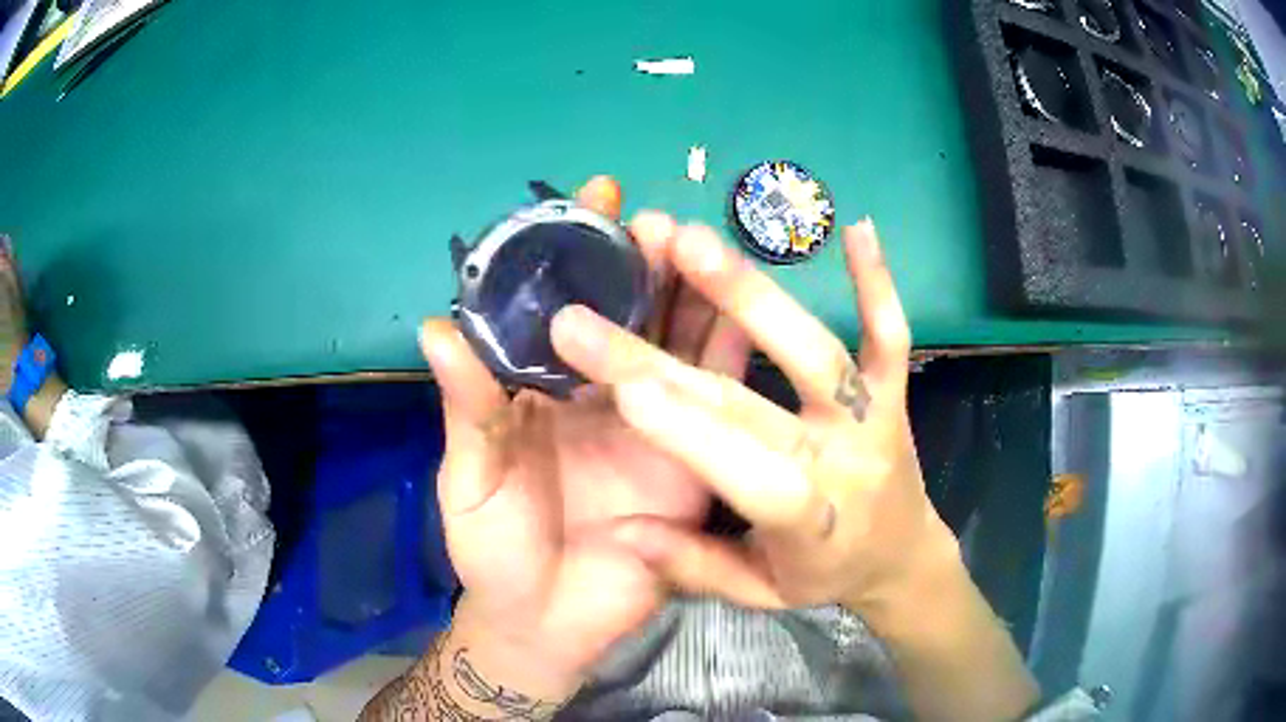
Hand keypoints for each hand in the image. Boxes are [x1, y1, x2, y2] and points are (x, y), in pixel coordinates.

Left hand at [418, 178, 751, 694]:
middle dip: (647, 262)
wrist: (546, 623)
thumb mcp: (469, 478)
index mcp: (546, 388)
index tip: (596, 197)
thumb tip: (436, 326)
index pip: (566, 303)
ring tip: (701, 249)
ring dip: (695, 296)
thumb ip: (465, 409)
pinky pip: (719, 403)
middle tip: (659, 223)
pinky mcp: (697, 461)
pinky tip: (743, 310)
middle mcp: (605, 393)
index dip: (579, 251)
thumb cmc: (496, 549)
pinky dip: (731, 355)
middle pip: (634, 313)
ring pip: (681, 346)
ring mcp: (657, 425)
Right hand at [551, 219, 957, 612]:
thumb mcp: (760, 593)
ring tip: (689, 242)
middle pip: (748, 406)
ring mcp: (873, 418)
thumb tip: (621, 529)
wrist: (903, 556)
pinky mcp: (894, 391)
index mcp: (808, 524)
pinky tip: (856, 226)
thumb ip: (696, 565)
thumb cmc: (825, 576)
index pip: (746, 474)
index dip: (689, 434)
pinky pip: (891, 332)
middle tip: (592, 313)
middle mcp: (842, 462)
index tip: (621, 389)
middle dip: (662, 361)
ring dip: (752, 294)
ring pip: (815, 352)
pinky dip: (876, 281)